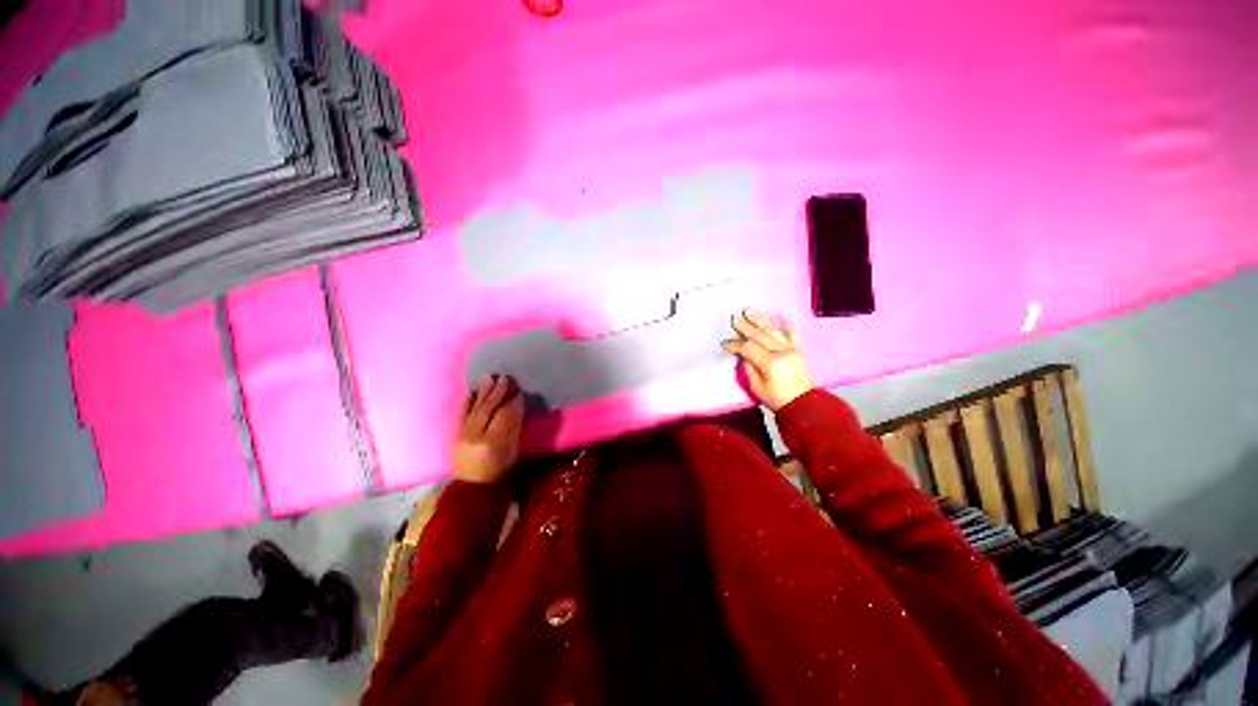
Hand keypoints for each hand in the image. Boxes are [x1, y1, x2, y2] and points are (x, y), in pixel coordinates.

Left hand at [453, 375, 523, 484]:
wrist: (474, 488)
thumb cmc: (501, 471)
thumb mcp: (513, 450)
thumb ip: (515, 427)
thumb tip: (517, 404)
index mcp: (495, 442)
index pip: (505, 415)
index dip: (513, 402)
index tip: (520, 390)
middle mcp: (476, 436)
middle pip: (488, 409)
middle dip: (498, 392)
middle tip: (506, 378)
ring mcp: (463, 435)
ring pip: (475, 409)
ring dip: (483, 392)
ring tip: (490, 378)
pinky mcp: (455, 435)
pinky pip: (461, 414)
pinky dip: (468, 401)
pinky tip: (473, 391)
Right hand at [721, 308, 812, 410]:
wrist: (802, 404)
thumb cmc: (776, 398)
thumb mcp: (756, 386)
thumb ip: (749, 367)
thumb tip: (744, 354)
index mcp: (771, 363)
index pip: (748, 348)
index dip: (735, 345)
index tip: (725, 343)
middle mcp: (782, 352)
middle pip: (761, 335)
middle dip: (746, 326)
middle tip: (735, 318)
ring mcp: (792, 349)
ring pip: (774, 330)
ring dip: (761, 320)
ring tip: (750, 311)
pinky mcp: (798, 350)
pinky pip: (792, 333)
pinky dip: (785, 323)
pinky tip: (778, 315)